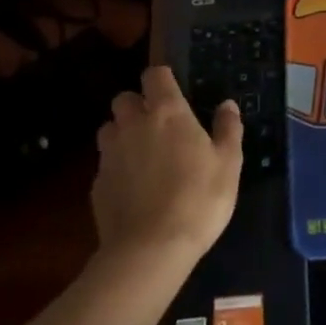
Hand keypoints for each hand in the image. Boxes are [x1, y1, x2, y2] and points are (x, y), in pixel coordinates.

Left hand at [92, 66, 242, 262]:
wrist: (150, 250)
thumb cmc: (198, 199)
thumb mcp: (229, 163)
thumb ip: (228, 129)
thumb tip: (227, 105)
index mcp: (167, 112)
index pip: (154, 75)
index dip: (162, 79)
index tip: (173, 91)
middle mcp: (133, 124)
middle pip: (124, 98)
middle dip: (137, 105)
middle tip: (157, 125)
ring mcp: (110, 154)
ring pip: (109, 129)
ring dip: (122, 133)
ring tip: (141, 155)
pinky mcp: (96, 184)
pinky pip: (104, 164)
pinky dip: (116, 168)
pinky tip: (132, 189)